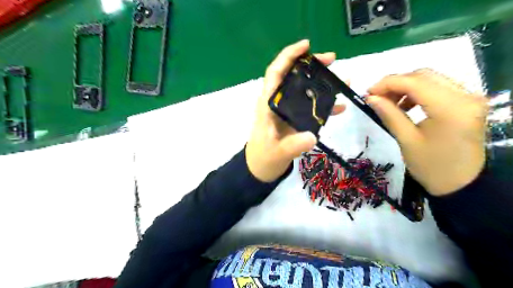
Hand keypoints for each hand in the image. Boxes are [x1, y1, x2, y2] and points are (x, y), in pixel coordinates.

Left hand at [244, 40, 343, 181]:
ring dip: (322, 83)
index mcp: (268, 103)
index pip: (276, 73)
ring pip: (304, 90)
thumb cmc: (264, 157)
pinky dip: (325, 105)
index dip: (288, 56)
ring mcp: (288, 110)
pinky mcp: (295, 119)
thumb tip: (311, 137)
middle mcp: (278, 102)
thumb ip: (292, 145)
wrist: (262, 168)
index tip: (307, 46)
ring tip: (343, 79)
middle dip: (311, 65)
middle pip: (293, 76)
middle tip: (332, 60)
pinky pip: (311, 107)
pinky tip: (340, 107)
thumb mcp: (277, 152)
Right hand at [364, 69, 488, 195]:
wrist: (462, 184)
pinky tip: (406, 105)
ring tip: (390, 103)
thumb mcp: (406, 140)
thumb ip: (389, 114)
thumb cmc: (431, 166)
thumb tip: (370, 98)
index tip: (368, 93)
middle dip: (395, 83)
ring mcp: (469, 97)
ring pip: (431, 79)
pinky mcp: (467, 102)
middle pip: (424, 75)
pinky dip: (418, 92)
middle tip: (377, 97)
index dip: (387, 83)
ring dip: (406, 87)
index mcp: (451, 108)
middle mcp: (466, 96)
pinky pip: (438, 87)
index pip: (414, 82)